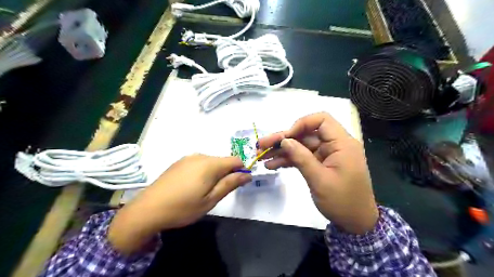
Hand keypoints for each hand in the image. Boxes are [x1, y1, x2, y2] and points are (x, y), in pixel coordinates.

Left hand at [109, 155, 252, 253]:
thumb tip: (247, 174)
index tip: (236, 185)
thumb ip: (230, 184)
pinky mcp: (179, 162)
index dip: (240, 171)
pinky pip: (199, 163)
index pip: (235, 160)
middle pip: (223, 161)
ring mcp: (188, 158)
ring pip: (211, 162)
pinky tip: (191, 186)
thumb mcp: (210, 200)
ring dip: (214, 173)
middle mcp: (200, 156)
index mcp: (210, 164)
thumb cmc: (183, 208)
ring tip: (202, 191)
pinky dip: (203, 172)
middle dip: (226, 173)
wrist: (148, 209)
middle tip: (216, 193)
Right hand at [258, 112, 378, 233]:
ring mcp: (327, 155)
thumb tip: (284, 140)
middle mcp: (334, 145)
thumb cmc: (342, 201)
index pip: (322, 120)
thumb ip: (301, 158)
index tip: (286, 137)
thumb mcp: (319, 180)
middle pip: (306, 134)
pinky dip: (289, 160)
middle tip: (261, 146)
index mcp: (342, 144)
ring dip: (282, 151)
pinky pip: (303, 157)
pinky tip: (273, 165)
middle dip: (283, 139)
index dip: (301, 124)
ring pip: (301, 146)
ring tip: (262, 157)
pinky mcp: (321, 164)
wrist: (355, 223)